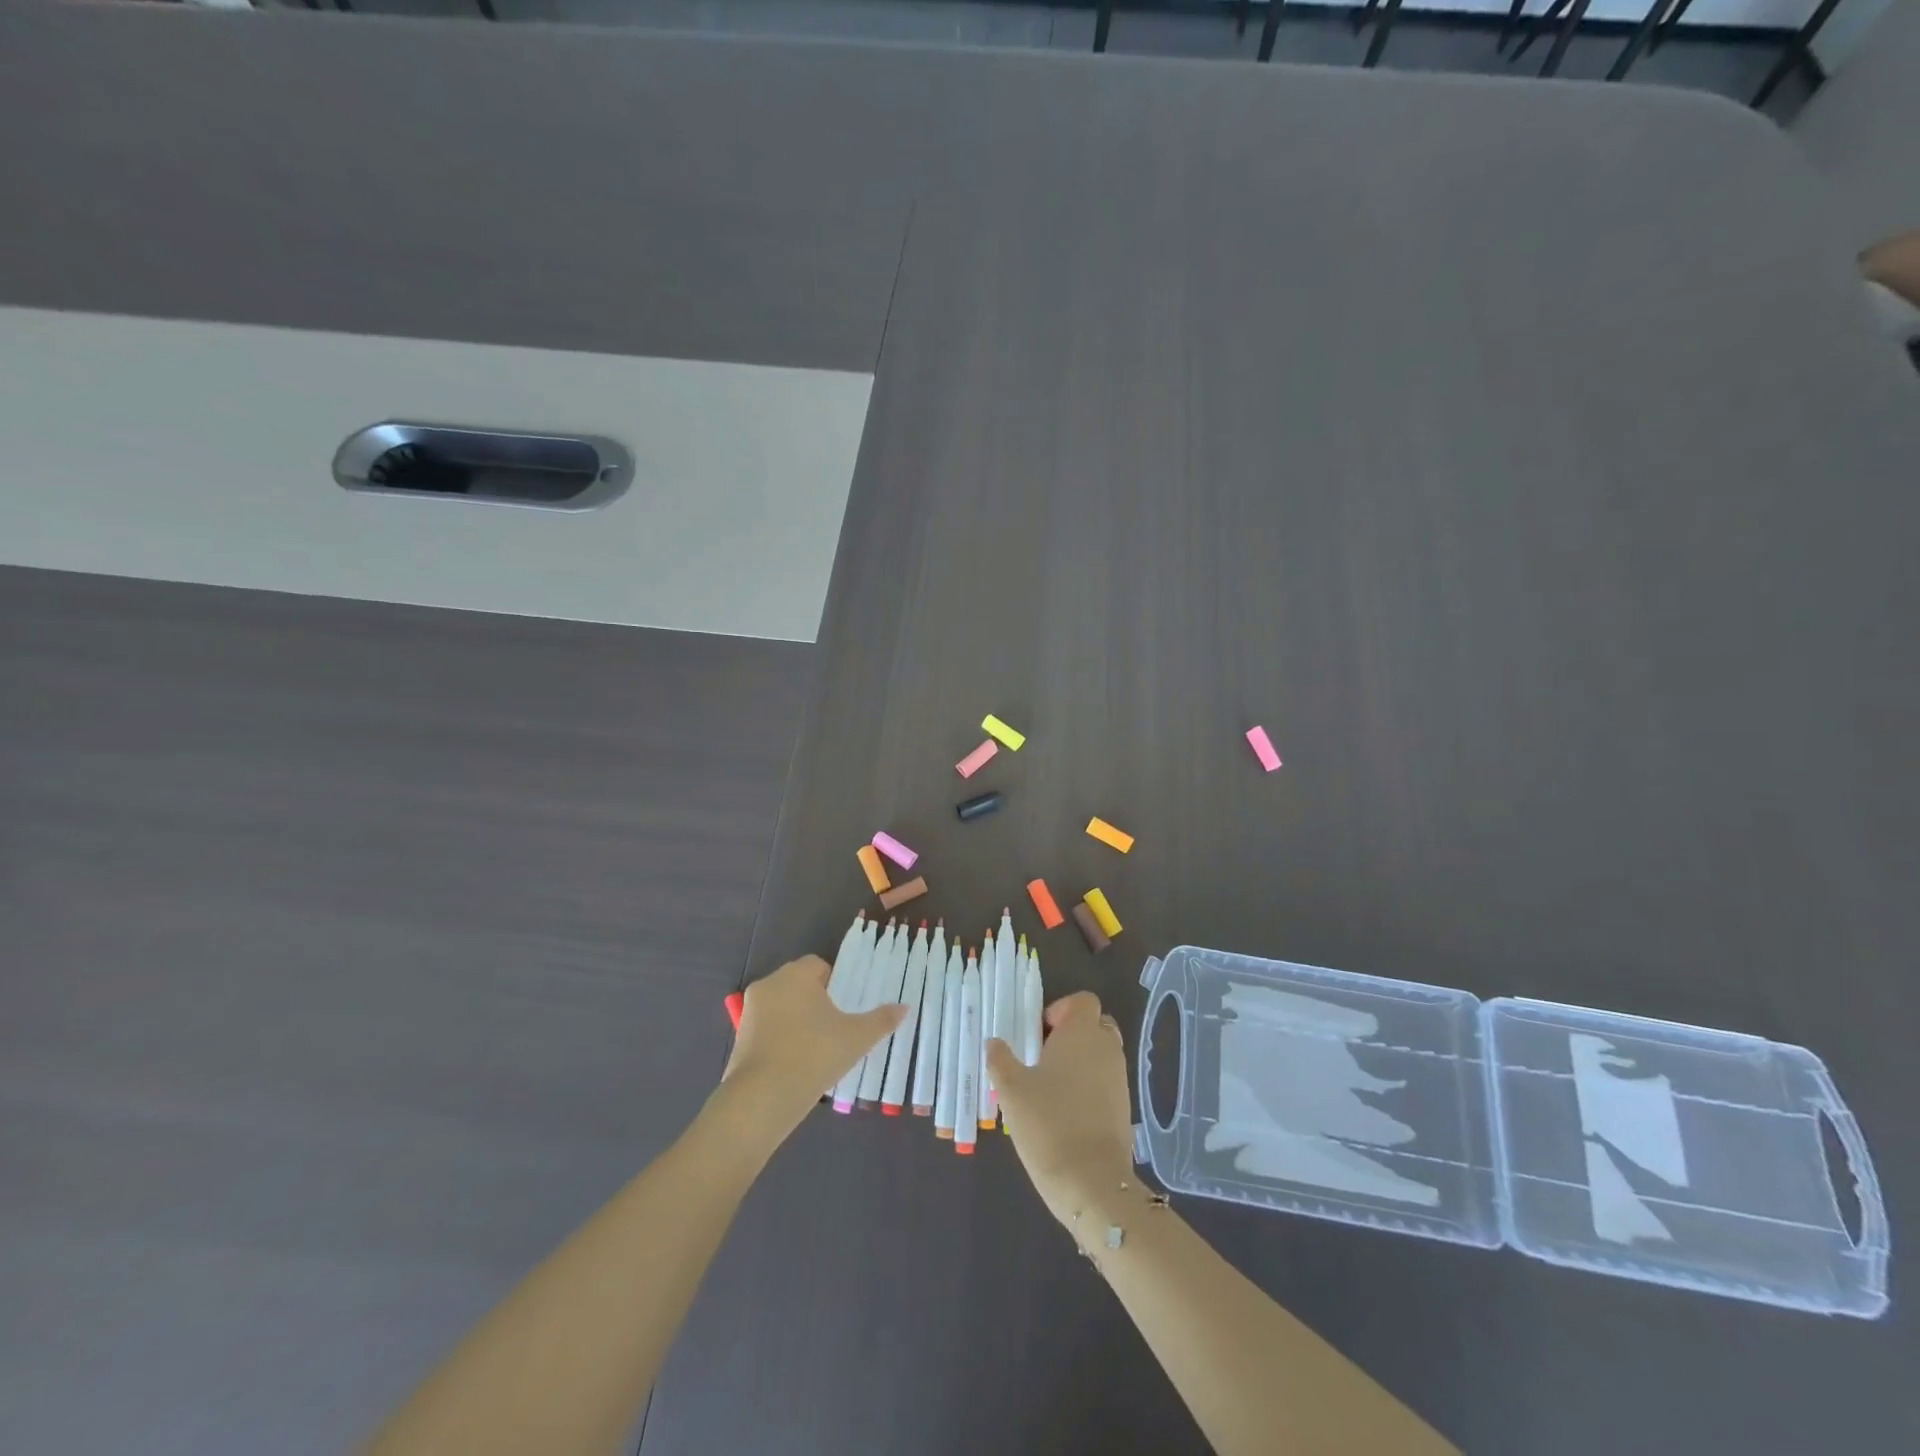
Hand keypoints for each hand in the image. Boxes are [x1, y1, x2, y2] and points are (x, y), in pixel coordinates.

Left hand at [718, 955, 905, 1149]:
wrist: (761, 1099)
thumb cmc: (813, 1055)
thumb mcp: (857, 1038)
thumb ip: (882, 1020)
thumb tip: (905, 1007)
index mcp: (796, 974)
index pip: (819, 966)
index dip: (836, 983)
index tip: (846, 1008)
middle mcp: (770, 984)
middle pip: (800, 984)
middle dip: (817, 1002)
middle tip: (837, 1028)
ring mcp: (750, 1011)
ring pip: (783, 1007)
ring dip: (799, 1020)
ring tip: (818, 1049)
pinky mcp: (739, 1038)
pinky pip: (768, 1029)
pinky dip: (781, 1039)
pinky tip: (796, 1063)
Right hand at [987, 991, 1136, 1229]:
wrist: (1092, 1183)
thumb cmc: (1048, 1123)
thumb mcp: (1011, 1090)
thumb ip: (1000, 1060)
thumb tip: (995, 1043)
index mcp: (1082, 1033)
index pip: (1082, 1001)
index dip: (1060, 1010)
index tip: (1038, 1034)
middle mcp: (1106, 1049)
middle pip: (1094, 1025)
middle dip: (1070, 1035)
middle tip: (1041, 1057)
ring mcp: (1119, 1079)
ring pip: (1100, 1055)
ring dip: (1078, 1063)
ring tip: (1047, 1089)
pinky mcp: (1123, 1108)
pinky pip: (1104, 1082)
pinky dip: (1087, 1088)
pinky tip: (1062, 1113)